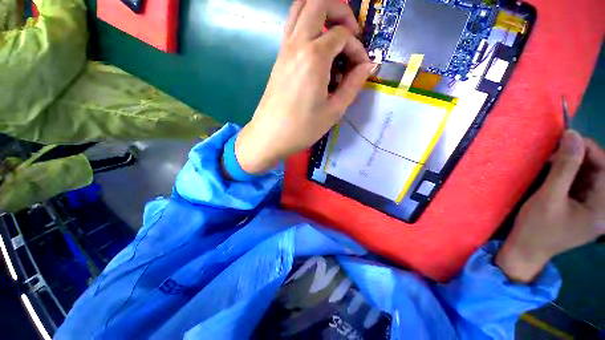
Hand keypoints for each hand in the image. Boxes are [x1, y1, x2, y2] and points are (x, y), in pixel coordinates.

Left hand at [234, 0, 374, 173]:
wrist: (270, 137)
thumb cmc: (302, 128)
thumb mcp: (334, 111)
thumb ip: (353, 85)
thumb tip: (367, 66)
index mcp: (314, 57)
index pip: (342, 35)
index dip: (357, 49)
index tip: (361, 68)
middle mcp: (297, 44)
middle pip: (318, 2)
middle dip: (340, 11)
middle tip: (351, 35)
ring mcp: (284, 50)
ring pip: (300, 9)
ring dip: (321, 13)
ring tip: (334, 37)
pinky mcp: (278, 59)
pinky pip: (293, 28)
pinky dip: (308, 27)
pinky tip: (318, 53)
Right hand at [496, 130, 604, 282]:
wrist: (526, 249)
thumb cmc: (537, 228)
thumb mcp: (549, 197)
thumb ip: (564, 167)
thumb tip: (572, 135)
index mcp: (603, 208)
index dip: (589, 149)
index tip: (567, 138)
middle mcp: (603, 207)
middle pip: (599, 171)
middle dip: (580, 156)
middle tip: (556, 150)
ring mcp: (593, 207)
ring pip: (590, 175)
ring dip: (572, 164)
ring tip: (553, 161)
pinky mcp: (582, 206)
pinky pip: (582, 182)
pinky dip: (569, 173)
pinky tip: (555, 172)